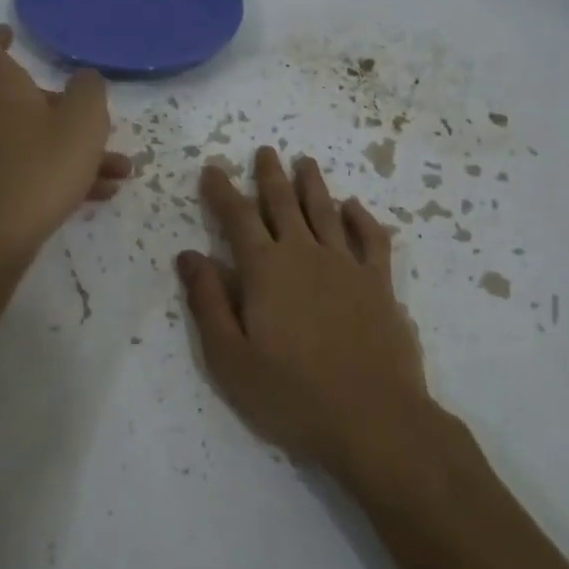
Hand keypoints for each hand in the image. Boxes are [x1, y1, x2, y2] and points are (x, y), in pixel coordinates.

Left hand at [0, 25, 130, 265]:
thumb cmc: (41, 167)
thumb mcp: (83, 122)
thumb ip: (89, 91)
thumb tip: (83, 79)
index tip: (12, 34)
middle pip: (24, 100)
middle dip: (66, 111)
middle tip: (99, 128)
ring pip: (33, 139)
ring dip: (73, 149)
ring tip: (117, 171)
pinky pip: (26, 167)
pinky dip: (57, 173)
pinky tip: (98, 193)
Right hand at [177, 147, 433, 473]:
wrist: (372, 418)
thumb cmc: (290, 394)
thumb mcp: (229, 357)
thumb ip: (207, 302)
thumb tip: (189, 255)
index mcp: (265, 269)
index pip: (238, 217)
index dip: (223, 191)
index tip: (213, 168)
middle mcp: (305, 254)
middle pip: (283, 203)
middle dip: (269, 175)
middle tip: (264, 151)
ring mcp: (346, 265)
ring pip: (325, 210)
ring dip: (312, 183)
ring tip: (304, 161)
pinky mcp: (380, 283)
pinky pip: (371, 238)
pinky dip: (362, 217)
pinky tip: (354, 207)